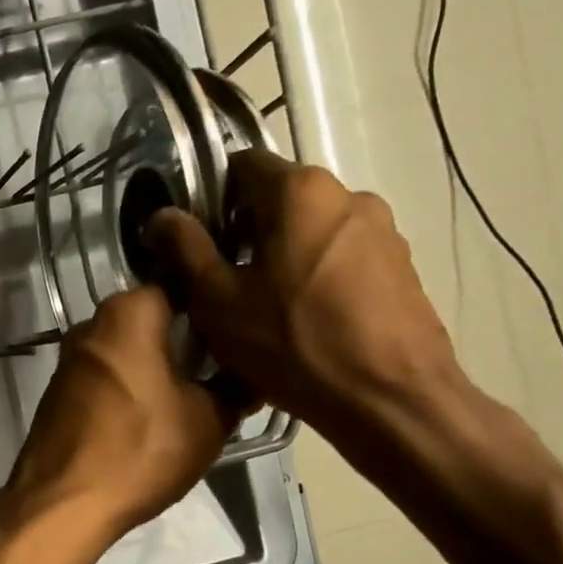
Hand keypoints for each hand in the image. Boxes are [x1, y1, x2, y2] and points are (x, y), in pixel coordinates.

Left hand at [0, 285, 246, 542]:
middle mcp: (91, 325)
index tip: (238, 332)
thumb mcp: (209, 420)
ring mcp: (68, 359)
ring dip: (154, 365)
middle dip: (183, 340)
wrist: (63, 502)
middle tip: (219, 369)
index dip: (213, 308)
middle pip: (150, 318)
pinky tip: (147, 415)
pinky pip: (104, 374)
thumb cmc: (141, 452)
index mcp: (128, 313)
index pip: (181, 287)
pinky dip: (127, 384)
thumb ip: (236, 386)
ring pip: (126, 348)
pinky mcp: (57, 390)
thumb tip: (255, 373)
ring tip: (189, 396)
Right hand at [145, 146, 459, 433]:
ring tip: (262, 309)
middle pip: (279, 199)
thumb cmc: (293, 343)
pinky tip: (303, 322)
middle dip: (244, 232)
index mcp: (300, 191)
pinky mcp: (400, 266)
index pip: (242, 165)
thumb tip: (162, 216)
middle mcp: (348, 195)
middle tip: (221, 284)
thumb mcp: (218, 300)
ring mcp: (382, 230)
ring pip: (310, 230)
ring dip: (280, 256)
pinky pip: (340, 257)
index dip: (209, 199)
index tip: (194, 243)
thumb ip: (185, 249)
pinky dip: (314, 276)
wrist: (389, 399)